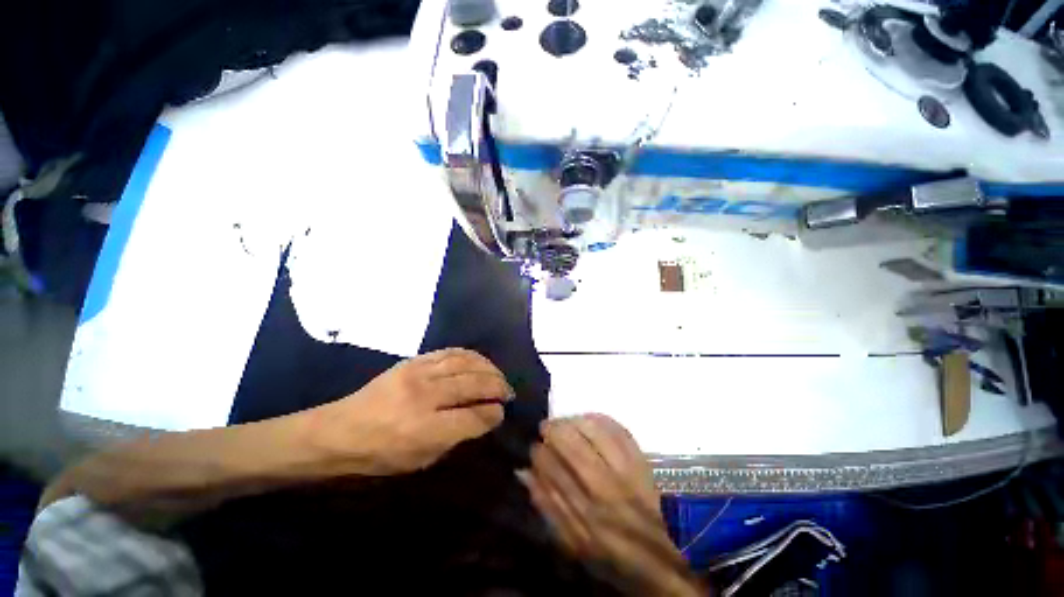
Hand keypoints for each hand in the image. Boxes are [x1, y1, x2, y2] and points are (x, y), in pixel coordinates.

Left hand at [312, 348, 514, 475]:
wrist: (339, 430)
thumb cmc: (380, 455)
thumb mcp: (419, 461)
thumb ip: (455, 438)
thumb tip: (483, 418)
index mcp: (425, 429)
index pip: (474, 417)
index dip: (494, 413)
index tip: (502, 412)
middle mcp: (425, 396)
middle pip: (474, 384)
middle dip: (498, 387)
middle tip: (508, 392)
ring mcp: (418, 373)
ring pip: (465, 363)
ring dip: (488, 368)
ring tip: (498, 375)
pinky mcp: (413, 360)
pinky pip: (450, 352)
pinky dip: (470, 356)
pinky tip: (479, 361)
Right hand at [520, 415, 702, 595]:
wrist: (667, 557)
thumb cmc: (615, 554)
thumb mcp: (575, 543)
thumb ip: (547, 507)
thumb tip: (524, 472)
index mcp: (583, 511)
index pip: (550, 466)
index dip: (538, 452)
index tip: (535, 449)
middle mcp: (603, 485)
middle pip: (570, 441)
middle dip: (552, 428)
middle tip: (546, 428)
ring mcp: (624, 468)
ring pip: (592, 429)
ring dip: (573, 420)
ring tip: (565, 423)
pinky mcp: (640, 458)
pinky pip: (616, 427)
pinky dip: (598, 418)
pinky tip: (589, 420)